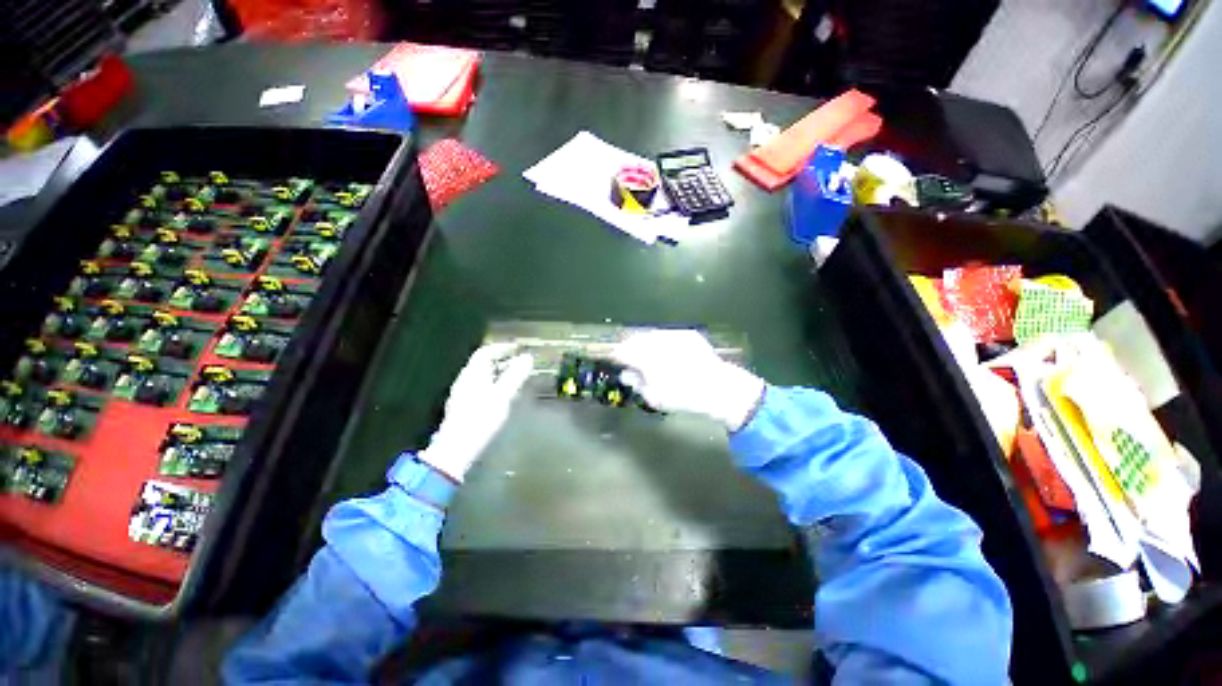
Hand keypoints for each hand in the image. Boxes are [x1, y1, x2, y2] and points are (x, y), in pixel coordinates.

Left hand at [418, 343, 533, 480]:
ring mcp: (462, 394)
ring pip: (482, 377)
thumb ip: (515, 375)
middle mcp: (465, 380)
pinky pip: (481, 388)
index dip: (502, 348)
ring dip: (499, 373)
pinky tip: (503, 396)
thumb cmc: (481, 419)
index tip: (518, 348)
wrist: (456, 450)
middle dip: (502, 360)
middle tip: (520, 362)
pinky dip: (494, 384)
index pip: (485, 352)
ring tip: (516, 378)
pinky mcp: (463, 408)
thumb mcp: (503, 396)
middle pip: (483, 364)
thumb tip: (528, 357)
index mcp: (473, 374)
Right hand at [612, 329, 764, 431]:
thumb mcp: (654, 397)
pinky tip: (667, 351)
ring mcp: (674, 335)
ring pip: (652, 335)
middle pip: (635, 339)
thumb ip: (637, 383)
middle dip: (629, 347)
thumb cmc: (683, 397)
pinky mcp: (688, 334)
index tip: (612, 357)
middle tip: (628, 355)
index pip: (622, 351)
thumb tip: (627, 374)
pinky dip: (663, 341)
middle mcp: (657, 341)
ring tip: (646, 352)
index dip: (615, 354)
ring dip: (645, 342)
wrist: (718, 388)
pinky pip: (668, 334)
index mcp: (645, 357)